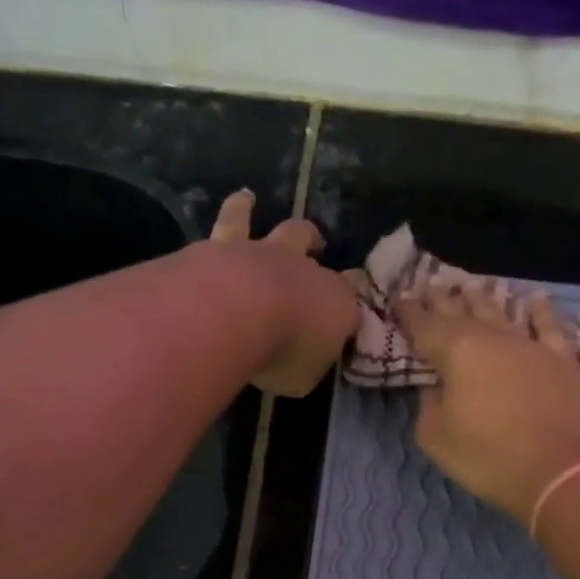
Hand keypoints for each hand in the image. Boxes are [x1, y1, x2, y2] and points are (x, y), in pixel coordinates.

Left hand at [208, 190, 358, 396]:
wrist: (236, 314)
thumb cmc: (282, 354)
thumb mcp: (304, 377)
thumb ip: (307, 364)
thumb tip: (306, 360)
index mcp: (336, 303)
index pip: (353, 295)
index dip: (355, 294)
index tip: (353, 298)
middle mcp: (304, 269)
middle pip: (312, 246)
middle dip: (314, 243)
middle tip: (316, 242)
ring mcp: (264, 252)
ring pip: (273, 225)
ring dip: (260, 213)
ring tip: (253, 201)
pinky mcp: (224, 245)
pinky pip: (231, 221)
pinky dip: (235, 211)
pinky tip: (231, 206)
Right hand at [396, 281, 579, 523]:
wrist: (557, 472)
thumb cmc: (487, 458)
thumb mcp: (436, 437)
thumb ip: (429, 405)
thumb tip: (436, 386)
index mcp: (456, 353)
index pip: (425, 326)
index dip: (410, 313)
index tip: (399, 298)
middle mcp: (492, 338)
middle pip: (461, 312)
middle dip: (442, 299)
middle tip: (429, 286)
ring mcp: (529, 345)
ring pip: (501, 312)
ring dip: (482, 298)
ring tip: (470, 286)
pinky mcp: (561, 360)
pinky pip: (549, 326)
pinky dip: (540, 311)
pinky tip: (534, 299)